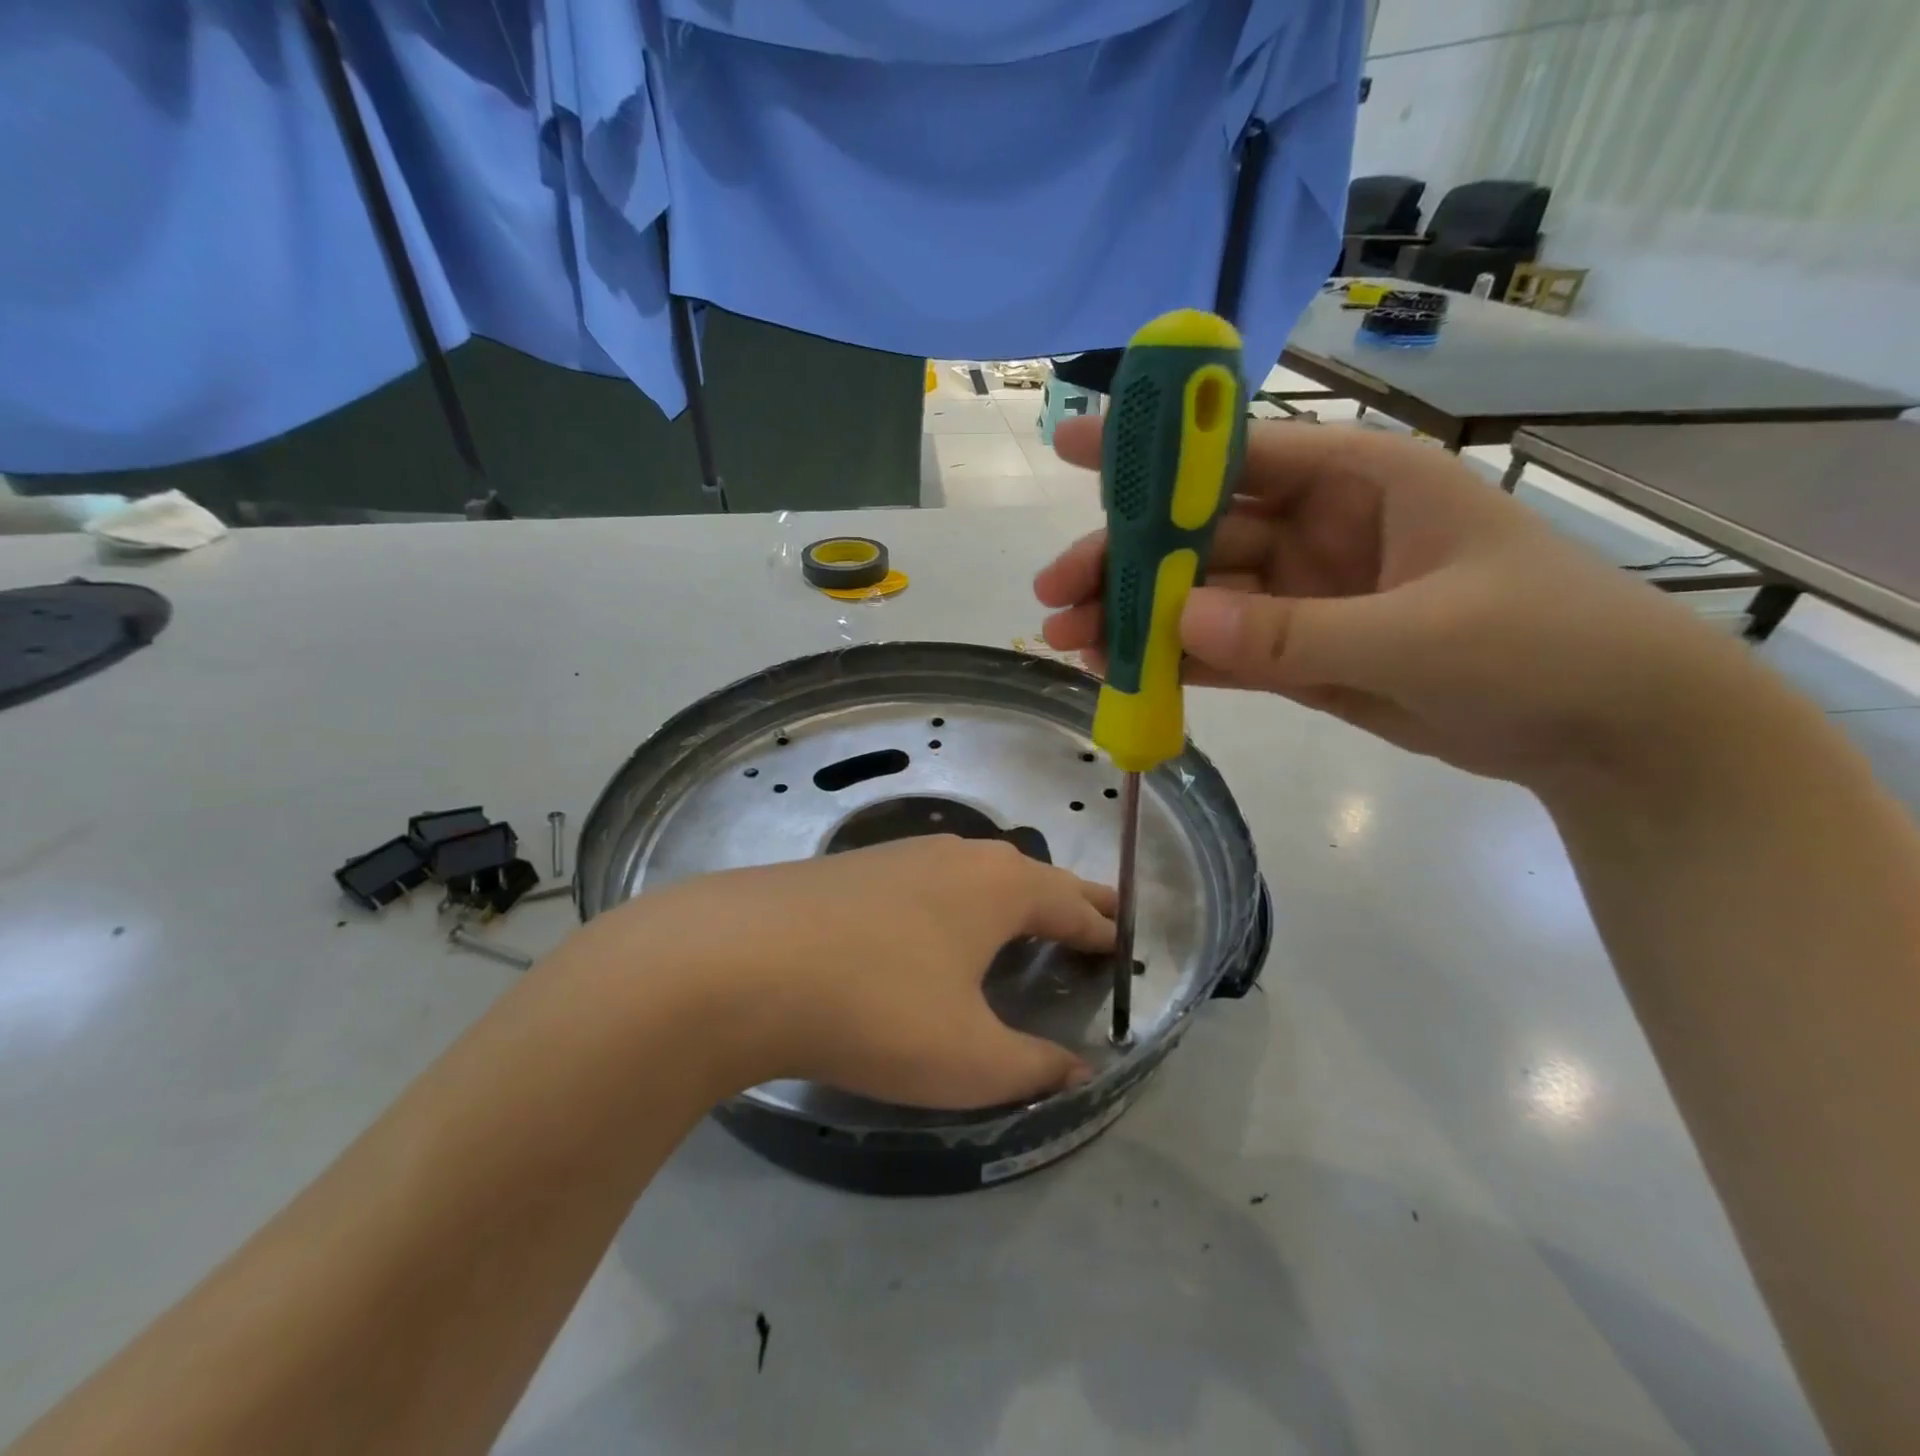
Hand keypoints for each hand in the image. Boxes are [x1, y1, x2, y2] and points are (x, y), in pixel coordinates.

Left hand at [597, 837, 1115, 1110]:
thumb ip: (1032, 1068)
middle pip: (1031, 876)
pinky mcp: (854, 868)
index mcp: (1001, 888)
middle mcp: (957, 856)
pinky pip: (929, 880)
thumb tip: (1080, 1072)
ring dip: (1007, 895)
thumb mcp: (967, 1059)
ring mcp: (900, 854)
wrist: (739, 962)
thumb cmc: (877, 1008)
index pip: (1073, 904)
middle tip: (1094, 916)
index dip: (1103, 928)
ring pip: (975, 872)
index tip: (1124, 942)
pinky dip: (956, 900)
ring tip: (1020, 919)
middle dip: (1067, 899)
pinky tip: (934, 924)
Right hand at [1036, 416, 1755, 789]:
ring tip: (1065, 643)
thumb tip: (1177, 623)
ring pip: (1199, 597)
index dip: (1153, 450)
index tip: (1071, 447)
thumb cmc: (1542, 647)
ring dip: (1134, 617)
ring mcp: (1305, 596)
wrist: (1606, 734)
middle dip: (1123, 560)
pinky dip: (1173, 662)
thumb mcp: (1422, 633)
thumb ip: (1294, 631)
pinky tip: (1119, 672)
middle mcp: (1320, 529)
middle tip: (1051, 594)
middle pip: (1199, 535)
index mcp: (1358, 481)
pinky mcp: (1300, 653)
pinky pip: (1222, 651)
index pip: (1236, 450)